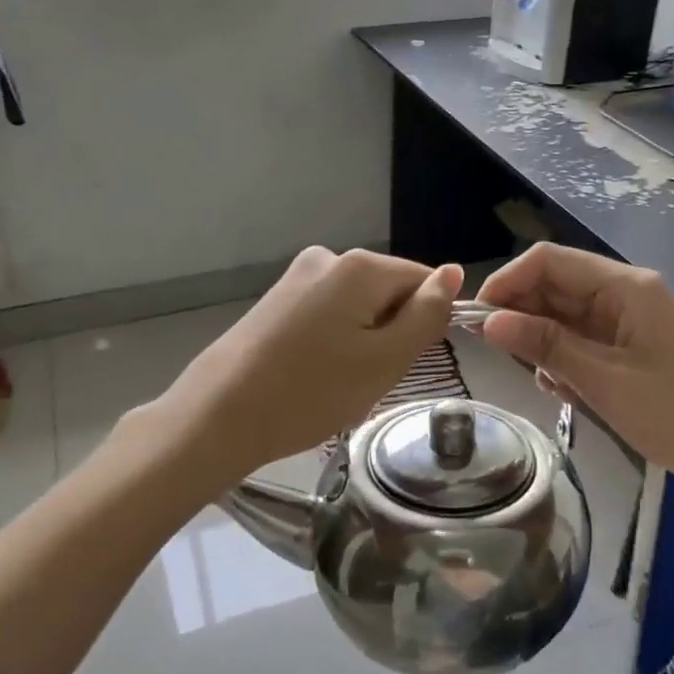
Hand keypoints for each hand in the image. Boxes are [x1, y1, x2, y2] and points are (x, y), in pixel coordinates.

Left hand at [159, 247, 462, 482]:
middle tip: (368, 380)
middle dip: (391, 334)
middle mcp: (328, 258)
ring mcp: (297, 277)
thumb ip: (426, 314)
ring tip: (336, 383)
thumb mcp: (386, 360)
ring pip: (358, 308)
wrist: (219, 416)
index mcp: (359, 266)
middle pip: (388, 292)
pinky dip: (333, 344)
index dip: (425, 323)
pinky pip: (327, 316)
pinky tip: (313, 375)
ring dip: (362, 343)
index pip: (423, 280)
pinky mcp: (276, 300)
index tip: (404, 363)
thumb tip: (453, 273)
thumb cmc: (312, 392)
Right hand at [476, 244, 673, 572]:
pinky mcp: (627, 345)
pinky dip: (562, 359)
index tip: (477, 318)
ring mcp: (626, 319)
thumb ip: (545, 346)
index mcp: (625, 286)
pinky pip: (579, 339)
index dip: (508, 281)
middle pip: (554, 285)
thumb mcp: (603, 380)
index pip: (550, 260)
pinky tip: (563, 389)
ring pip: (562, 314)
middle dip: (521, 314)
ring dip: (542, 342)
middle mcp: (623, 292)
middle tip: (497, 354)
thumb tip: (488, 321)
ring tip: (543, 380)